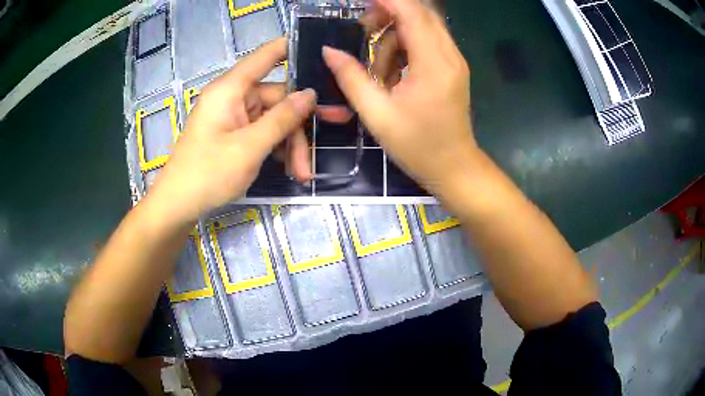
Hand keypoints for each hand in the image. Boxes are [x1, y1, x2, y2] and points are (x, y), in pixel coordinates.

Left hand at [147, 38, 315, 223]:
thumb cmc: (208, 174)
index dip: (292, 48)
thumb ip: (282, 118)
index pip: (265, 56)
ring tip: (301, 173)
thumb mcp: (249, 148)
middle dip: (297, 129)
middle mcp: (232, 97)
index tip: (322, 51)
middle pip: (277, 98)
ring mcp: (233, 116)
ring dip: (290, 144)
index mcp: (230, 89)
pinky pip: (262, 131)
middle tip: (312, 159)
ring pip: (273, 119)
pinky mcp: (233, 133)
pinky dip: (277, 148)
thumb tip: (310, 93)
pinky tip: (288, 168)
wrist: (178, 206)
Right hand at [324, 0, 475, 194]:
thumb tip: (329, 51)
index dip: (387, 0)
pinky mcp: (452, 68)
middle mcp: (449, 55)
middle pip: (419, 14)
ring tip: (377, 71)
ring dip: (393, 37)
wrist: (454, 168)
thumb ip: (351, 78)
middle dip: (387, 14)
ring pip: (421, 27)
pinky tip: (392, 74)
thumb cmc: (418, 147)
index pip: (412, 12)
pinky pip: (426, 43)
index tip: (361, 2)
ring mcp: (454, 61)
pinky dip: (404, 48)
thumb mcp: (377, 115)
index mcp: (433, 64)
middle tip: (362, 31)